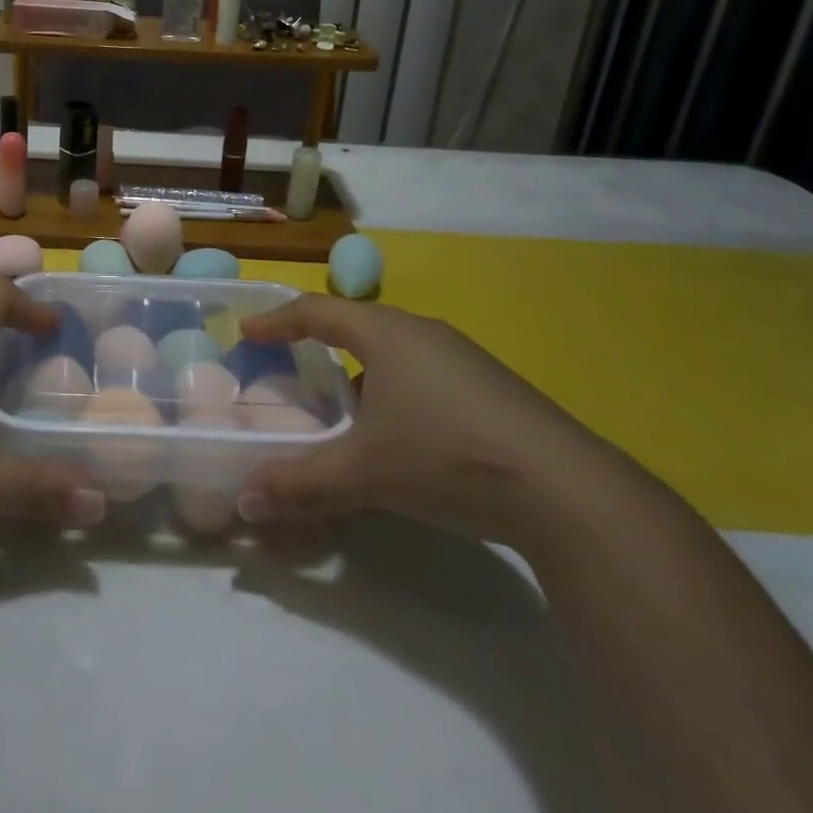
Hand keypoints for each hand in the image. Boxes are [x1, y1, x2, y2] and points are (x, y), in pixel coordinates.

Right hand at [236, 296, 623, 544]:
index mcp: (388, 334)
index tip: (247, 331)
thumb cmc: (448, 457)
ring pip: (393, 351)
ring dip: (359, 370)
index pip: (317, 311)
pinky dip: (394, 390)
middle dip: (318, 341)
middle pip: (357, 324)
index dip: (277, 319)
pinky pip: (423, 373)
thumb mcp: (364, 473)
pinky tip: (398, 433)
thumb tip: (244, 501)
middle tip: (288, 364)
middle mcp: (424, 333)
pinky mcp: (491, 387)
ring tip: (340, 405)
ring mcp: (463, 358)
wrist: (568, 492)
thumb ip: (300, 484)